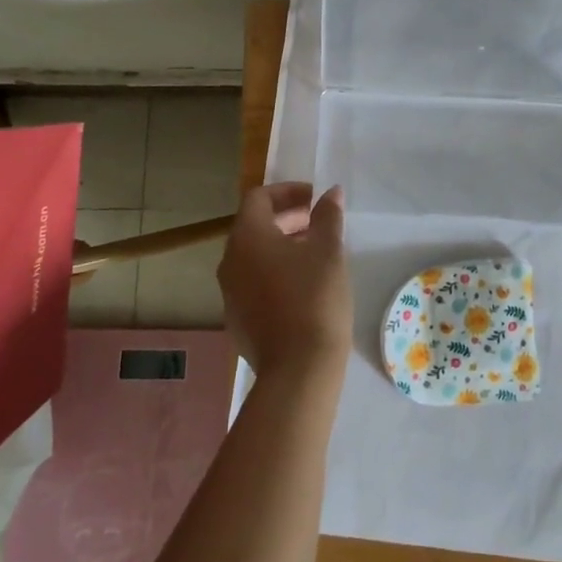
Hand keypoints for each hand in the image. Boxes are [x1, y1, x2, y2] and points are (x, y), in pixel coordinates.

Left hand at [218, 183, 350, 391]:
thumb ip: (328, 216)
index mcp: (247, 238)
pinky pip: (254, 283)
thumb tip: (331, 193)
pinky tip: (303, 287)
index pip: (258, 198)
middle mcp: (230, 262)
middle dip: (287, 218)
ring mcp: (230, 294)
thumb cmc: (315, 298)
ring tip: (315, 254)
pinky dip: (275, 273)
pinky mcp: (237, 321)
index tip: (315, 199)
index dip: (287, 191)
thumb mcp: (329, 251)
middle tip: (319, 223)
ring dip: (282, 246)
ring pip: (253, 257)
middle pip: (254, 226)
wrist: (299, 370)